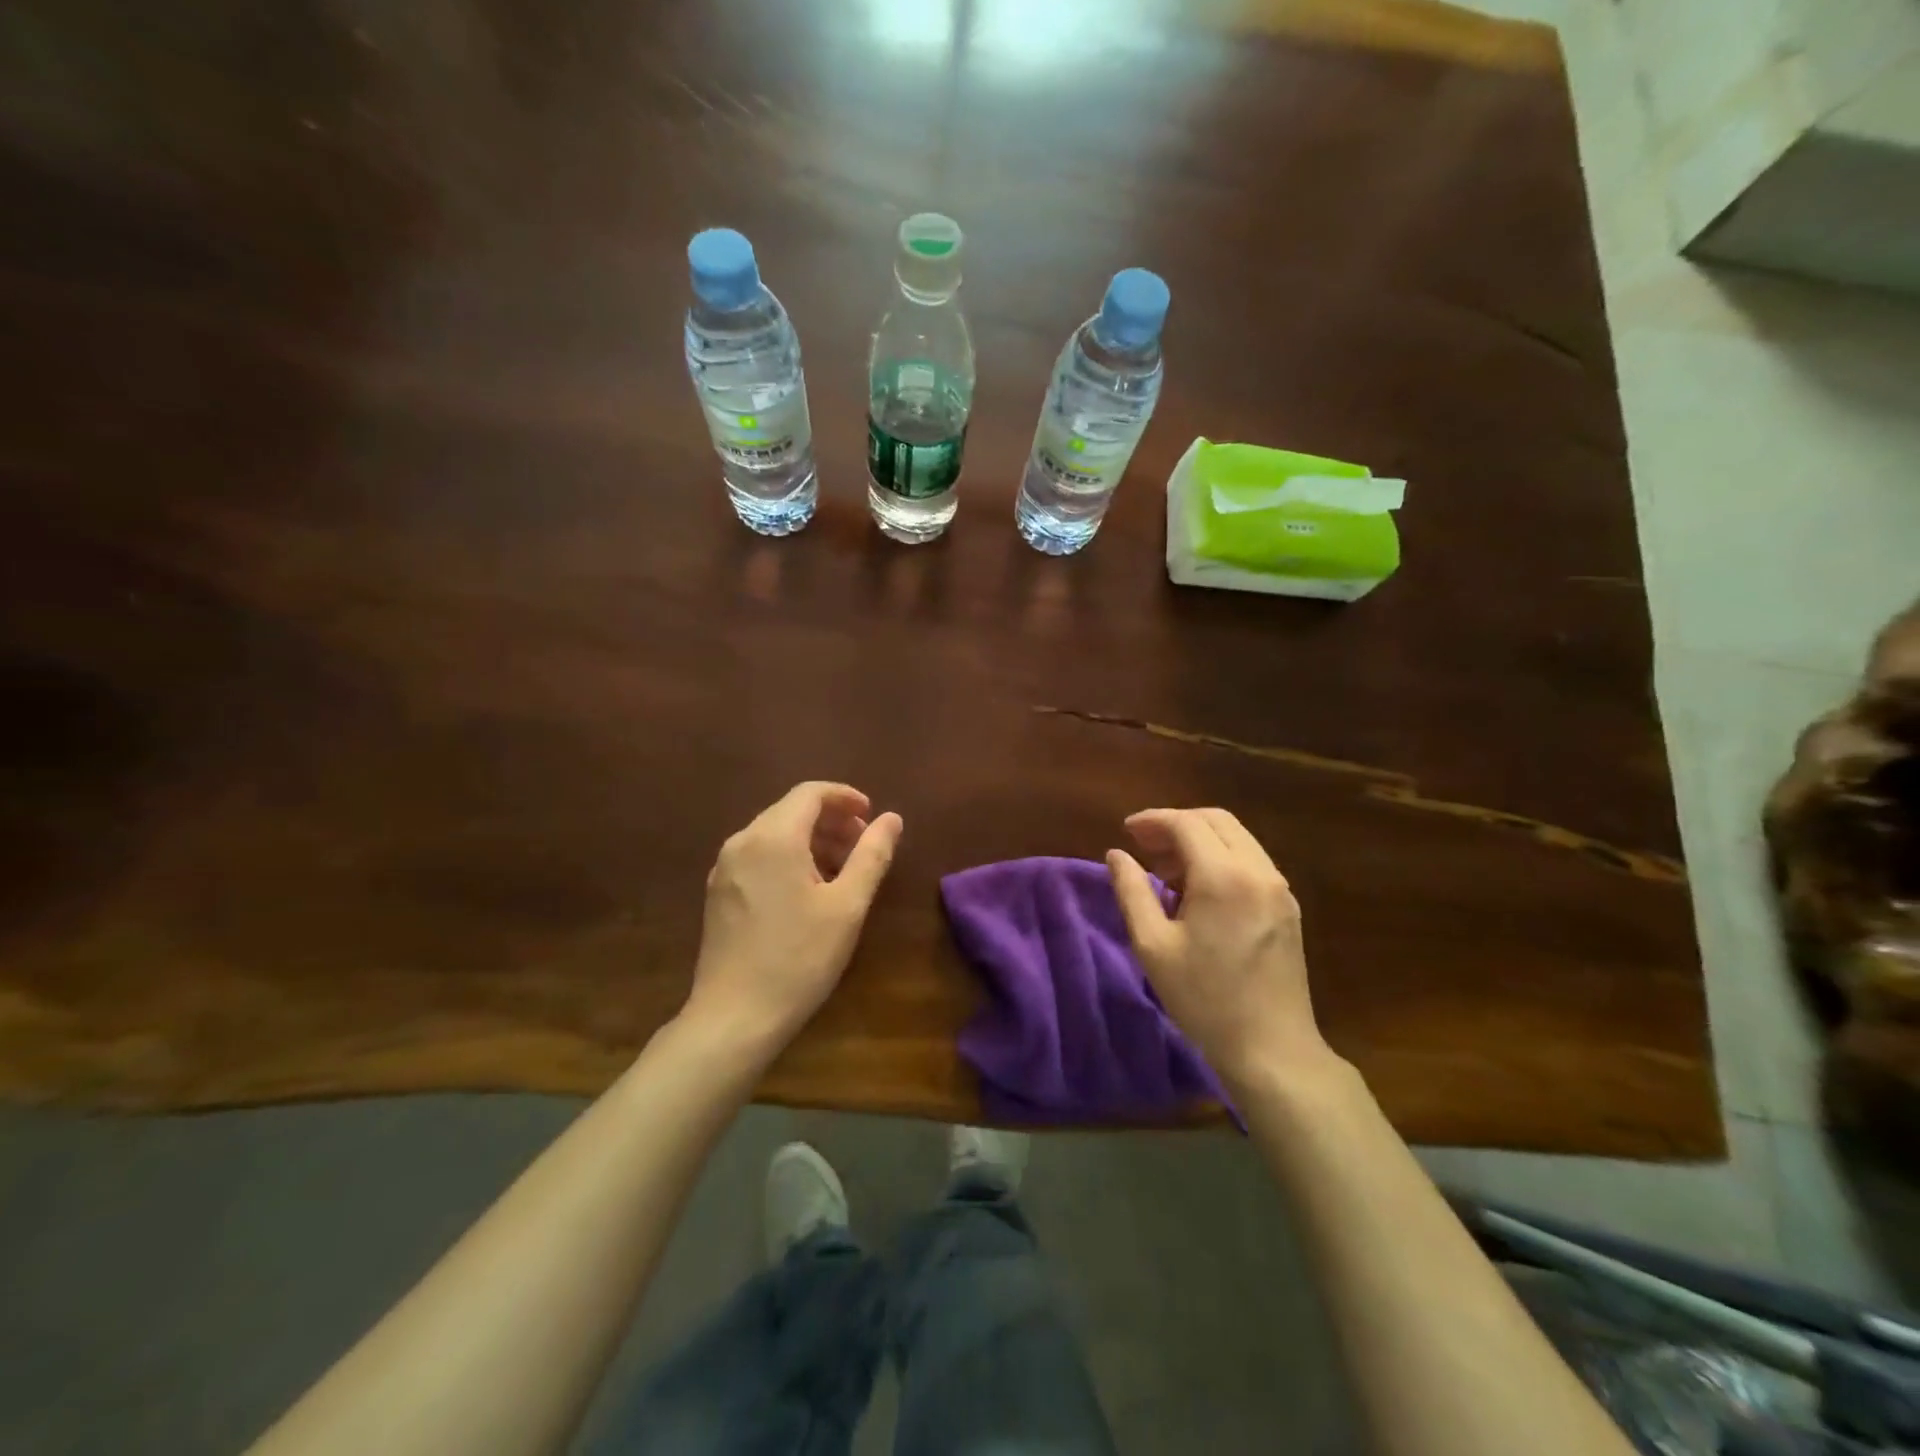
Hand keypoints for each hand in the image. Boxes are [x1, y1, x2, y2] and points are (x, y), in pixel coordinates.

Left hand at [684, 782, 902, 1051]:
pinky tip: (808, 890)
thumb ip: (872, 854)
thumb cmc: (798, 959)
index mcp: (773, 838)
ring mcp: (724, 868)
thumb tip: (892, 818)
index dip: (845, 797)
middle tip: (863, 845)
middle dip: (831, 820)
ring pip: (774, 834)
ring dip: (811, 840)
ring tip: (842, 869)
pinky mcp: (718, 892)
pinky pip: (758, 856)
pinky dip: (788, 857)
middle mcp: (742, 842)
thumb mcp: (847, 906)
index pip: (810, 793)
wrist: (734, 1017)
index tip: (872, 815)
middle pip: (791, 811)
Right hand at [1107, 807, 1334, 1088]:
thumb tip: (1116, 854)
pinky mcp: (1288, 906)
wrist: (1273, 1049)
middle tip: (1144, 845)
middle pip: (1216, 820)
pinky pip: (1250, 861)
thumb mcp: (1153, 946)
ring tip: (1166, 869)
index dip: (1153, 820)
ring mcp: (1279, 888)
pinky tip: (1197, 890)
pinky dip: (1220, 858)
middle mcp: (1258, 871)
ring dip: (1200, 840)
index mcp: (1224, 876)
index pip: (1186, 824)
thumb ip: (1131, 891)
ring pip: (1237, 838)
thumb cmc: (1204, 999)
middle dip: (1177, 824)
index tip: (1126, 831)